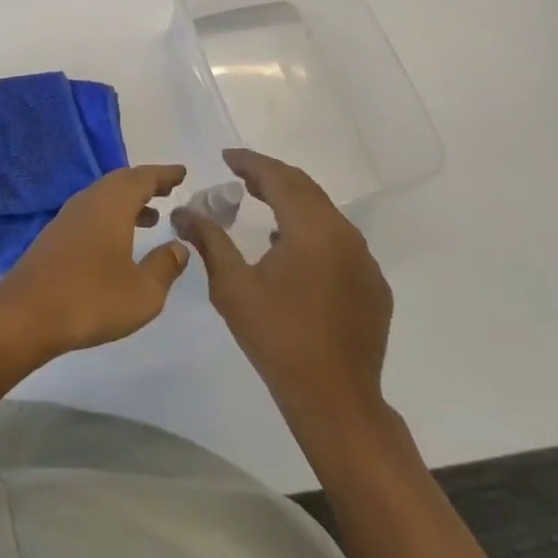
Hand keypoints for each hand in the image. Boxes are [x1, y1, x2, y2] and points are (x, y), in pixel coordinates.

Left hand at [0, 164, 190, 359]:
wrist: (26, 315)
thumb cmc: (91, 299)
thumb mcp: (143, 292)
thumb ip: (164, 266)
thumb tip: (179, 247)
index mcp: (111, 205)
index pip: (143, 178)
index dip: (164, 174)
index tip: (182, 172)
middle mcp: (89, 202)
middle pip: (121, 182)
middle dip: (146, 184)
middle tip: (169, 189)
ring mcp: (68, 218)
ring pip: (104, 197)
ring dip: (129, 201)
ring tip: (152, 216)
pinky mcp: (55, 236)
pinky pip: (92, 212)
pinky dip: (112, 215)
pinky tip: (119, 239)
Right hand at [173, 148, 391, 420]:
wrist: (336, 401)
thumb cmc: (278, 339)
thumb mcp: (233, 288)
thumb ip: (209, 241)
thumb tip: (184, 212)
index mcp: (312, 230)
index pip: (279, 178)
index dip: (251, 162)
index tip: (226, 156)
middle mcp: (345, 235)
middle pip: (305, 189)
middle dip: (271, 176)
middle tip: (240, 174)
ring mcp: (364, 261)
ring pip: (324, 213)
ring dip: (292, 201)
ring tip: (261, 202)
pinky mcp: (373, 285)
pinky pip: (339, 241)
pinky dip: (311, 230)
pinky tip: (290, 248)